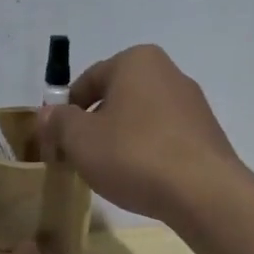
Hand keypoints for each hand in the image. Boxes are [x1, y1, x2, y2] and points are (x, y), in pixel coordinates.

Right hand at [37, 44, 243, 224]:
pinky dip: (146, 152)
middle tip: (77, 157)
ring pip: (139, 118)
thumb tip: (47, 115)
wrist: (204, 192)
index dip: (64, 111)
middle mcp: (168, 72)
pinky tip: (140, 178)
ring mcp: (192, 103)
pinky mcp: (206, 134)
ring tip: (108, 172)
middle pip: (115, 97)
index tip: (54, 141)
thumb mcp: (80, 139)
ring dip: (119, 139)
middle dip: (93, 125)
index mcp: (136, 61)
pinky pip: (163, 137)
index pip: (87, 80)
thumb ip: (58, 122)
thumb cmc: (134, 154)